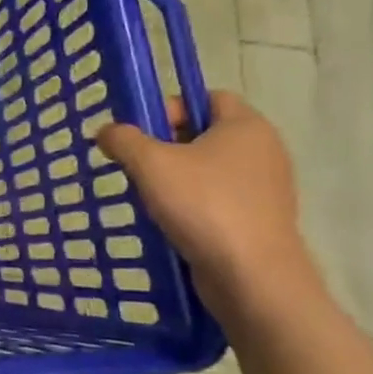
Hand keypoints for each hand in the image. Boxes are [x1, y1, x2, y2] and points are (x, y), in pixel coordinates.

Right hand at [94, 91, 312, 298]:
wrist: (252, 276)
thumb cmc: (204, 206)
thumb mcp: (150, 163)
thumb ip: (123, 140)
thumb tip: (107, 131)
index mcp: (247, 125)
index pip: (208, 97)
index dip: (171, 107)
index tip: (143, 134)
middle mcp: (264, 150)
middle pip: (205, 133)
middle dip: (167, 146)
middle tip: (138, 166)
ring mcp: (265, 188)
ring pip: (209, 169)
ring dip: (176, 178)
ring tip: (150, 197)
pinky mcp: (260, 219)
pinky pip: (218, 199)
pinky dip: (193, 205)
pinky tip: (171, 222)